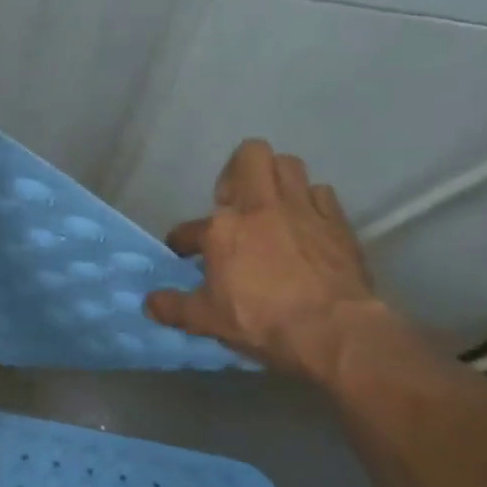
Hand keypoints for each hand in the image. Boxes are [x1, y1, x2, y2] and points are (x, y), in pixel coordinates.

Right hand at [144, 140, 389, 381]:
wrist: (334, 331)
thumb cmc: (263, 322)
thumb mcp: (207, 321)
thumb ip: (174, 307)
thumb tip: (149, 302)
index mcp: (222, 229)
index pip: (189, 229)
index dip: (182, 242)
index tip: (185, 255)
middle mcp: (260, 207)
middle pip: (250, 155)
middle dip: (237, 171)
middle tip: (233, 202)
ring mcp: (303, 210)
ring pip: (289, 164)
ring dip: (276, 179)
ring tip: (270, 206)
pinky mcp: (337, 222)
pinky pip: (321, 194)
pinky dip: (311, 203)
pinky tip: (306, 224)